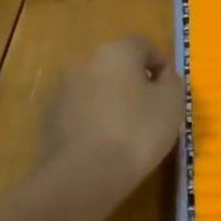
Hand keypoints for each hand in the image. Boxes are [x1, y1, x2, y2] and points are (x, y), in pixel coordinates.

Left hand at [37, 35, 183, 220]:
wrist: (83, 175)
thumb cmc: (136, 132)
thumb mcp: (172, 105)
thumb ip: (172, 83)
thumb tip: (163, 78)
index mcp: (117, 52)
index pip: (143, 45)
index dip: (160, 63)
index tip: (170, 89)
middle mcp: (86, 62)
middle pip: (116, 65)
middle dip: (133, 81)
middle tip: (150, 109)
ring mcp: (62, 89)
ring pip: (95, 87)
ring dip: (110, 100)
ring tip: (125, 130)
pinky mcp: (49, 117)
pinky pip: (79, 110)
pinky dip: (92, 119)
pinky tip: (103, 144)